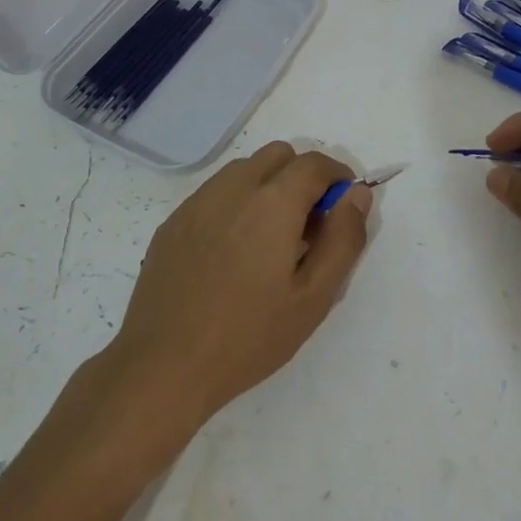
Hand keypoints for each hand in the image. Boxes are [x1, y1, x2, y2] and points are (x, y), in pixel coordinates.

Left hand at [108, 141, 370, 436]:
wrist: (163, 365)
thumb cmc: (248, 336)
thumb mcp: (314, 297)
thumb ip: (343, 239)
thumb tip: (357, 194)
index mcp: (273, 201)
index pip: (315, 163)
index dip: (338, 178)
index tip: (343, 209)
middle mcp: (234, 186)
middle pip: (279, 155)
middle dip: (302, 177)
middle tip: (308, 227)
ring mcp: (199, 200)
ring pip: (245, 169)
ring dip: (268, 186)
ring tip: (270, 241)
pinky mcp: (175, 220)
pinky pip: (216, 192)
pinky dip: (236, 203)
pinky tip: (232, 253)